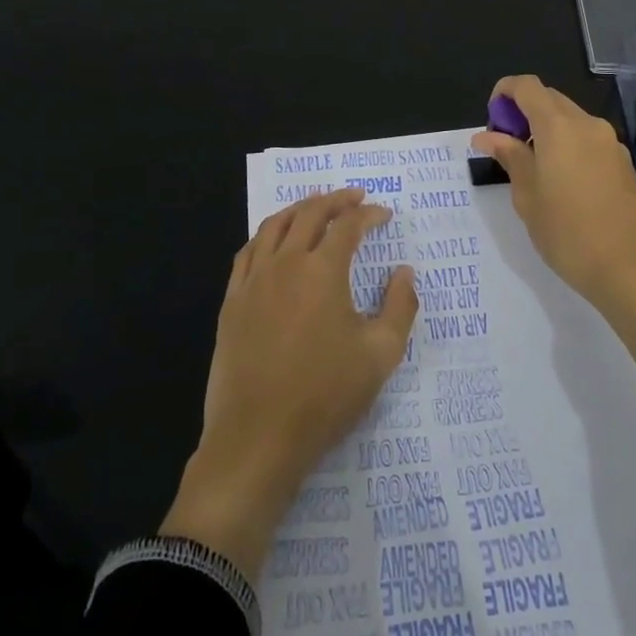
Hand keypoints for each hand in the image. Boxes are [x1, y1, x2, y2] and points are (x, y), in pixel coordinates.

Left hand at [162, 189, 418, 581]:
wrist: (258, 438)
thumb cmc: (325, 396)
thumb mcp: (381, 355)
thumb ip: (400, 307)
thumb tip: (404, 272)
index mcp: (323, 271)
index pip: (348, 226)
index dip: (369, 215)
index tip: (384, 214)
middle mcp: (285, 264)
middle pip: (309, 214)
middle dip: (335, 200)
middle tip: (354, 197)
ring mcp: (253, 281)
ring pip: (274, 226)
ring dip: (298, 209)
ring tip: (314, 206)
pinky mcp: (232, 302)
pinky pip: (248, 252)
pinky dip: (266, 235)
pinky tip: (273, 241)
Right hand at [472, 75, 635, 395]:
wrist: (631, 268)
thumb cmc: (568, 233)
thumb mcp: (527, 197)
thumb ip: (510, 157)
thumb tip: (487, 136)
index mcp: (559, 127)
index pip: (527, 86)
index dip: (504, 92)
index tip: (492, 120)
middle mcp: (587, 124)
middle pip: (550, 98)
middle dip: (524, 111)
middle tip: (507, 146)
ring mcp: (610, 142)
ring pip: (571, 118)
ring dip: (547, 128)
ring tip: (532, 166)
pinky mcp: (623, 161)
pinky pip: (588, 138)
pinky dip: (568, 143)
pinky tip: (562, 180)